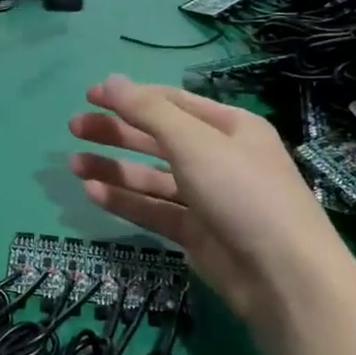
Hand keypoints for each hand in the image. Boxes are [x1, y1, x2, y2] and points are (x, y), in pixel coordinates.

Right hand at [68, 75, 353, 323]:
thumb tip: (110, 80)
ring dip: (113, 168)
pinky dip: (124, 200)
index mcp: (229, 127)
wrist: (282, 274)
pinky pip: (153, 209)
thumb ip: (148, 111)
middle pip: (157, 138)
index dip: (130, 96)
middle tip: (75, 127)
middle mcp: (218, 157)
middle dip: (116, 131)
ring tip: (73, 164)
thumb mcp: (194, 142)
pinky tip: (92, 192)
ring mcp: (206, 197)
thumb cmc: (242, 192)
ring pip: (151, 176)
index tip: (90, 96)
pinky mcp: (194, 232)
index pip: (172, 102)